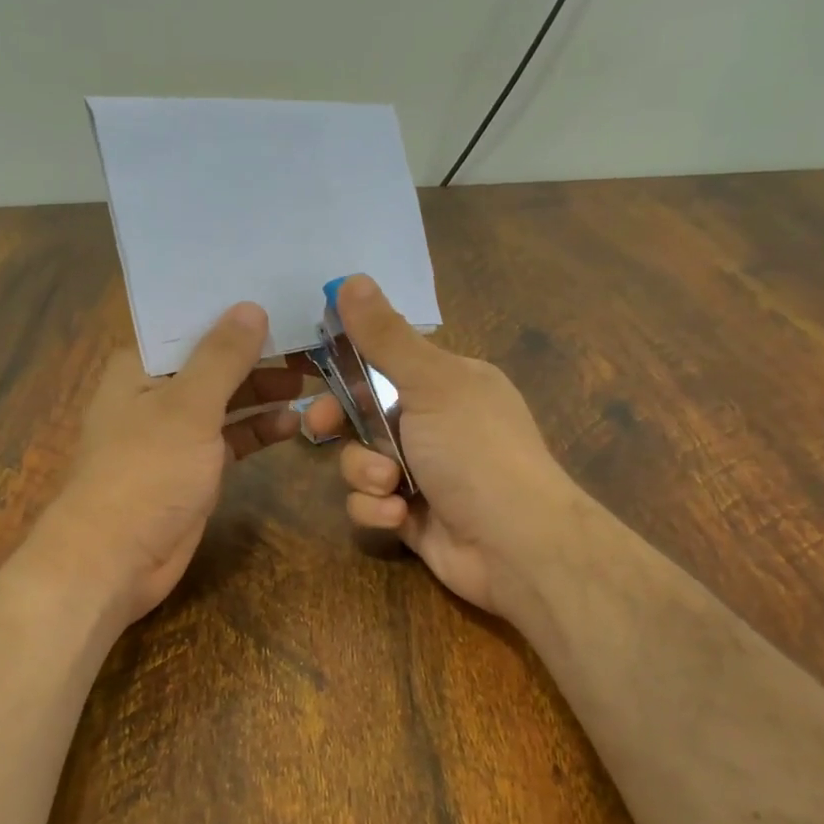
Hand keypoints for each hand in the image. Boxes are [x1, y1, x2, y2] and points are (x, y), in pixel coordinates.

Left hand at [36, 303, 304, 625]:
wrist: (117, 558)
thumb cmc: (146, 471)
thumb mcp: (188, 406)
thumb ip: (222, 357)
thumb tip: (251, 307)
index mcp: (140, 366)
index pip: (190, 323)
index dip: (232, 309)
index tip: (280, 293)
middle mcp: (156, 393)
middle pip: (214, 361)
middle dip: (258, 353)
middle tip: (312, 343)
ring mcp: (176, 433)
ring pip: (226, 401)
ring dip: (264, 392)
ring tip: (312, 381)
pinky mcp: (194, 469)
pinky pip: (231, 439)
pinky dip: (258, 430)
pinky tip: (292, 423)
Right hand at [303, 276, 585, 619]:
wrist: (514, 543)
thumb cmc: (476, 451)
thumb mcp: (432, 384)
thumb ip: (386, 338)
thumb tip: (351, 279)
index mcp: (446, 383)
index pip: (384, 361)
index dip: (345, 364)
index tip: (309, 368)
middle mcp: (433, 424)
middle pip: (361, 413)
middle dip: (338, 422)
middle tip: (317, 427)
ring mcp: (421, 473)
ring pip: (359, 462)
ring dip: (366, 473)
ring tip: (391, 485)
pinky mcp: (409, 515)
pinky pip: (369, 503)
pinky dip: (378, 509)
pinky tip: (400, 516)